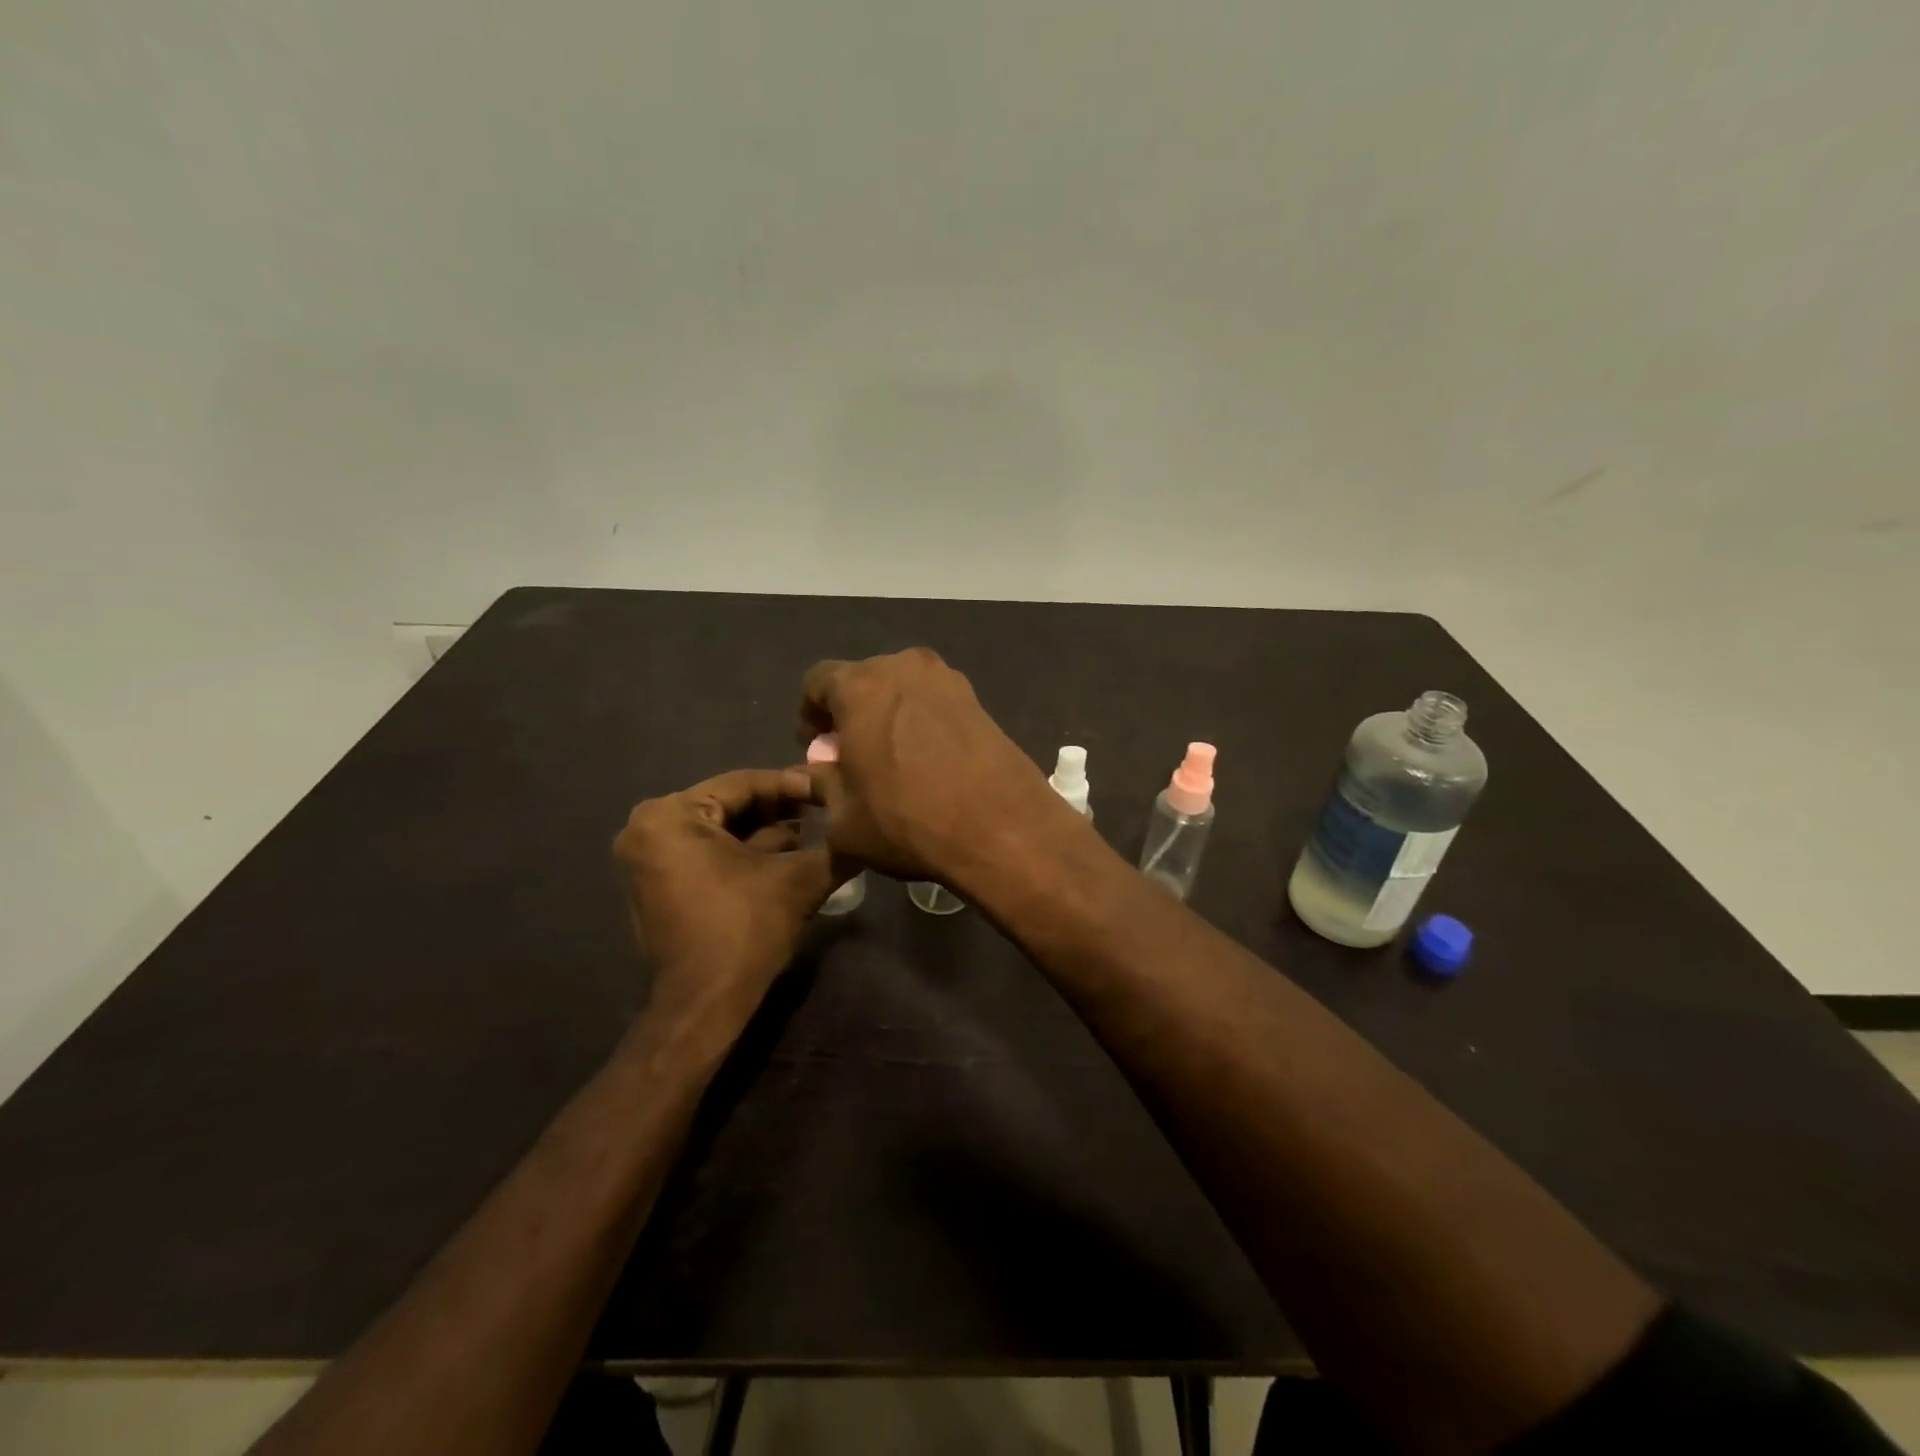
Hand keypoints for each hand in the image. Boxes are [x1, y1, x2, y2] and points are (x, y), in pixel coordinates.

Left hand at [613, 768, 838, 1028]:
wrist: (702, 1005)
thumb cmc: (744, 931)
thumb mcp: (799, 880)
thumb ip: (835, 846)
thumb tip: (863, 826)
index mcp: (670, 815)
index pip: (743, 783)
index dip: (794, 785)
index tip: (830, 790)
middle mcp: (648, 828)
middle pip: (730, 805)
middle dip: (780, 810)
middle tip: (825, 811)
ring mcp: (648, 857)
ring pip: (721, 830)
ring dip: (766, 832)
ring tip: (814, 834)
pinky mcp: (656, 883)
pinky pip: (706, 852)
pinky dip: (743, 853)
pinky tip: (787, 857)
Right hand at [798, 649, 1076, 890]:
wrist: (1001, 828)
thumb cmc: (907, 820)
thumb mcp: (844, 818)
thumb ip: (821, 785)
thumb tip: (815, 773)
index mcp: (861, 686)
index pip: (817, 681)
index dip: (810, 714)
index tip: (818, 748)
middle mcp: (904, 667)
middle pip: (863, 681)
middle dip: (851, 713)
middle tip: (853, 755)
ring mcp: (948, 680)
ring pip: (902, 689)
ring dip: (888, 716)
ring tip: (893, 760)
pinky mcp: (979, 701)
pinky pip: (934, 703)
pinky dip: (922, 722)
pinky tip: (928, 762)